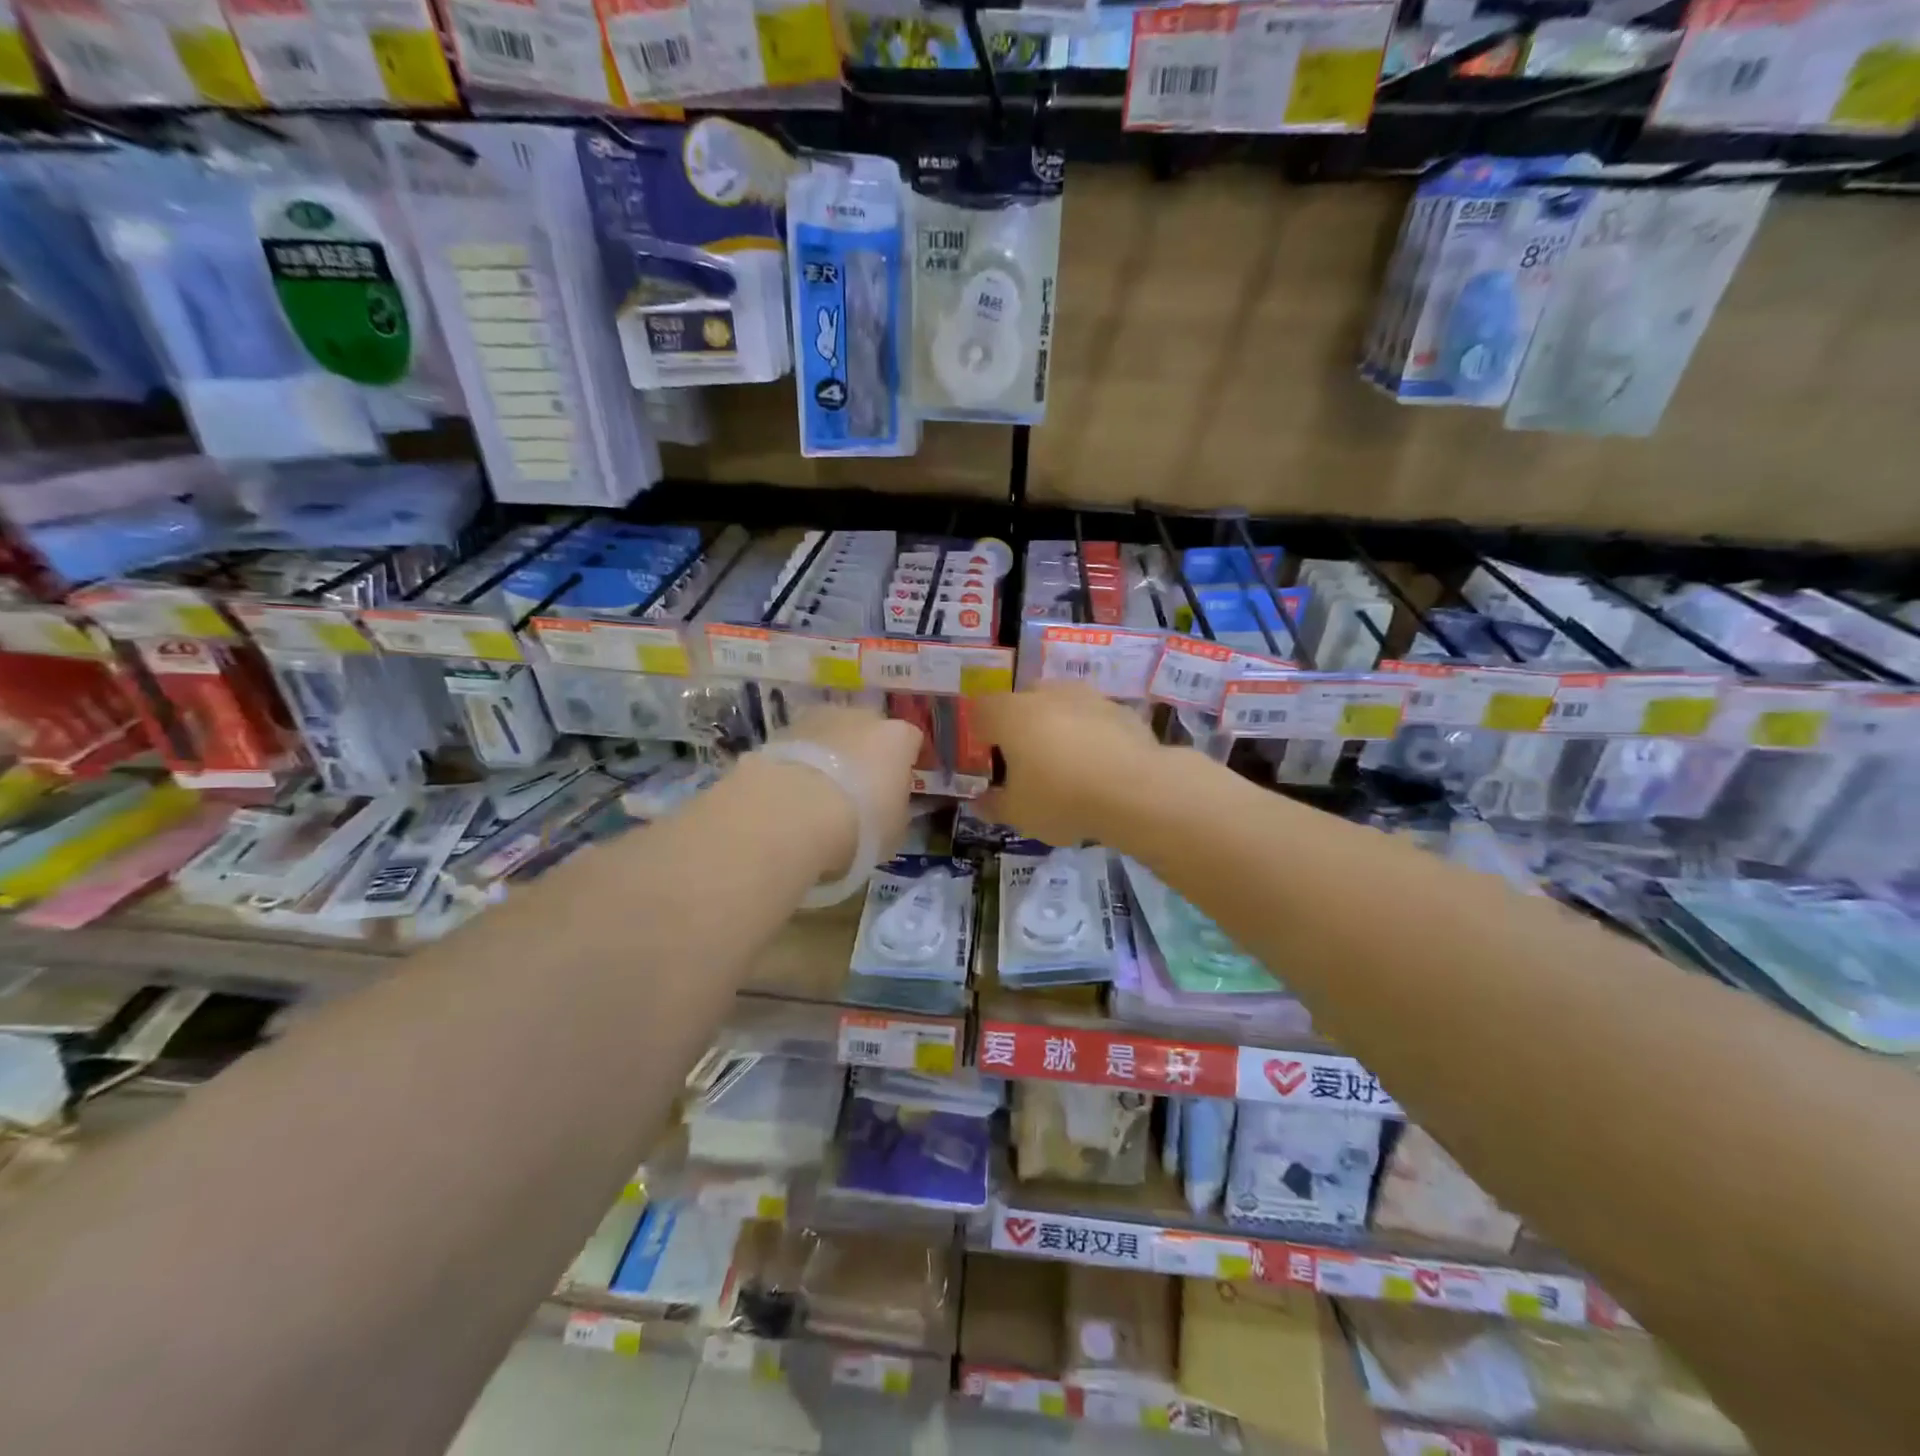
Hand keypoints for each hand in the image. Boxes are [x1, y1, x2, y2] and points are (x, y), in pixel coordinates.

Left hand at [760, 703, 923, 879]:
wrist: (792, 815)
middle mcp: (861, 717)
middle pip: (868, 730)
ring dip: (829, 755)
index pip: (910, 741)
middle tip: (856, 789)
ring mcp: (818, 719)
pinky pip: (800, 748)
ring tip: (819, 793)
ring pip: (831, 734)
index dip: (903, 763)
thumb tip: (886, 806)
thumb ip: (894, 808)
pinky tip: (792, 793)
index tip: (894, 787)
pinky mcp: (781, 731)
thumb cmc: (860, 824)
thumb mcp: (894, 828)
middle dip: (864, 753)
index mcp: (898, 737)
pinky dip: (799, 764)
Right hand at [975, 684, 1163, 846]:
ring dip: (1059, 726)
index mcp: (1010, 714)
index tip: (990, 760)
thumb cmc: (1061, 798)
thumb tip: (981, 802)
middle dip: (1021, 725)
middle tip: (1028, 761)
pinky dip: (1092, 735)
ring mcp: (1087, 697)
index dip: (981, 734)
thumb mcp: (1018, 813)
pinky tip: (1101, 766)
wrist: (1136, 791)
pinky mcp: (1121, 710)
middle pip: (1023, 701)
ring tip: (1068, 763)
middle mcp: (1046, 694)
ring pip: (1062, 705)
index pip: (981, 710)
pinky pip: (1095, 719)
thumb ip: (994, 805)